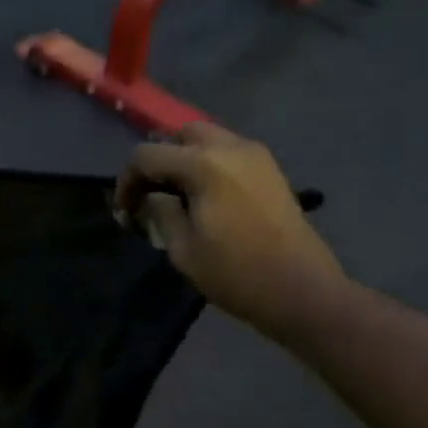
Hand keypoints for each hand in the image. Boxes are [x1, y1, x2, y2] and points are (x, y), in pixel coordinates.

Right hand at [115, 123, 345, 344]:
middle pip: (180, 136)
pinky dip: (209, 166)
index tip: (125, 212)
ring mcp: (256, 156)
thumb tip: (150, 198)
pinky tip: (205, 199)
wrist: (302, 291)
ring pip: (207, 140)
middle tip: (151, 196)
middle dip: (159, 161)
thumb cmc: (236, 273)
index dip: (127, 181)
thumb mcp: (183, 249)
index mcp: (204, 164)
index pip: (147, 155)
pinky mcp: (271, 171)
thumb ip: (160, 213)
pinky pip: (229, 153)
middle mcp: (231, 147)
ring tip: (177, 198)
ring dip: (184, 161)